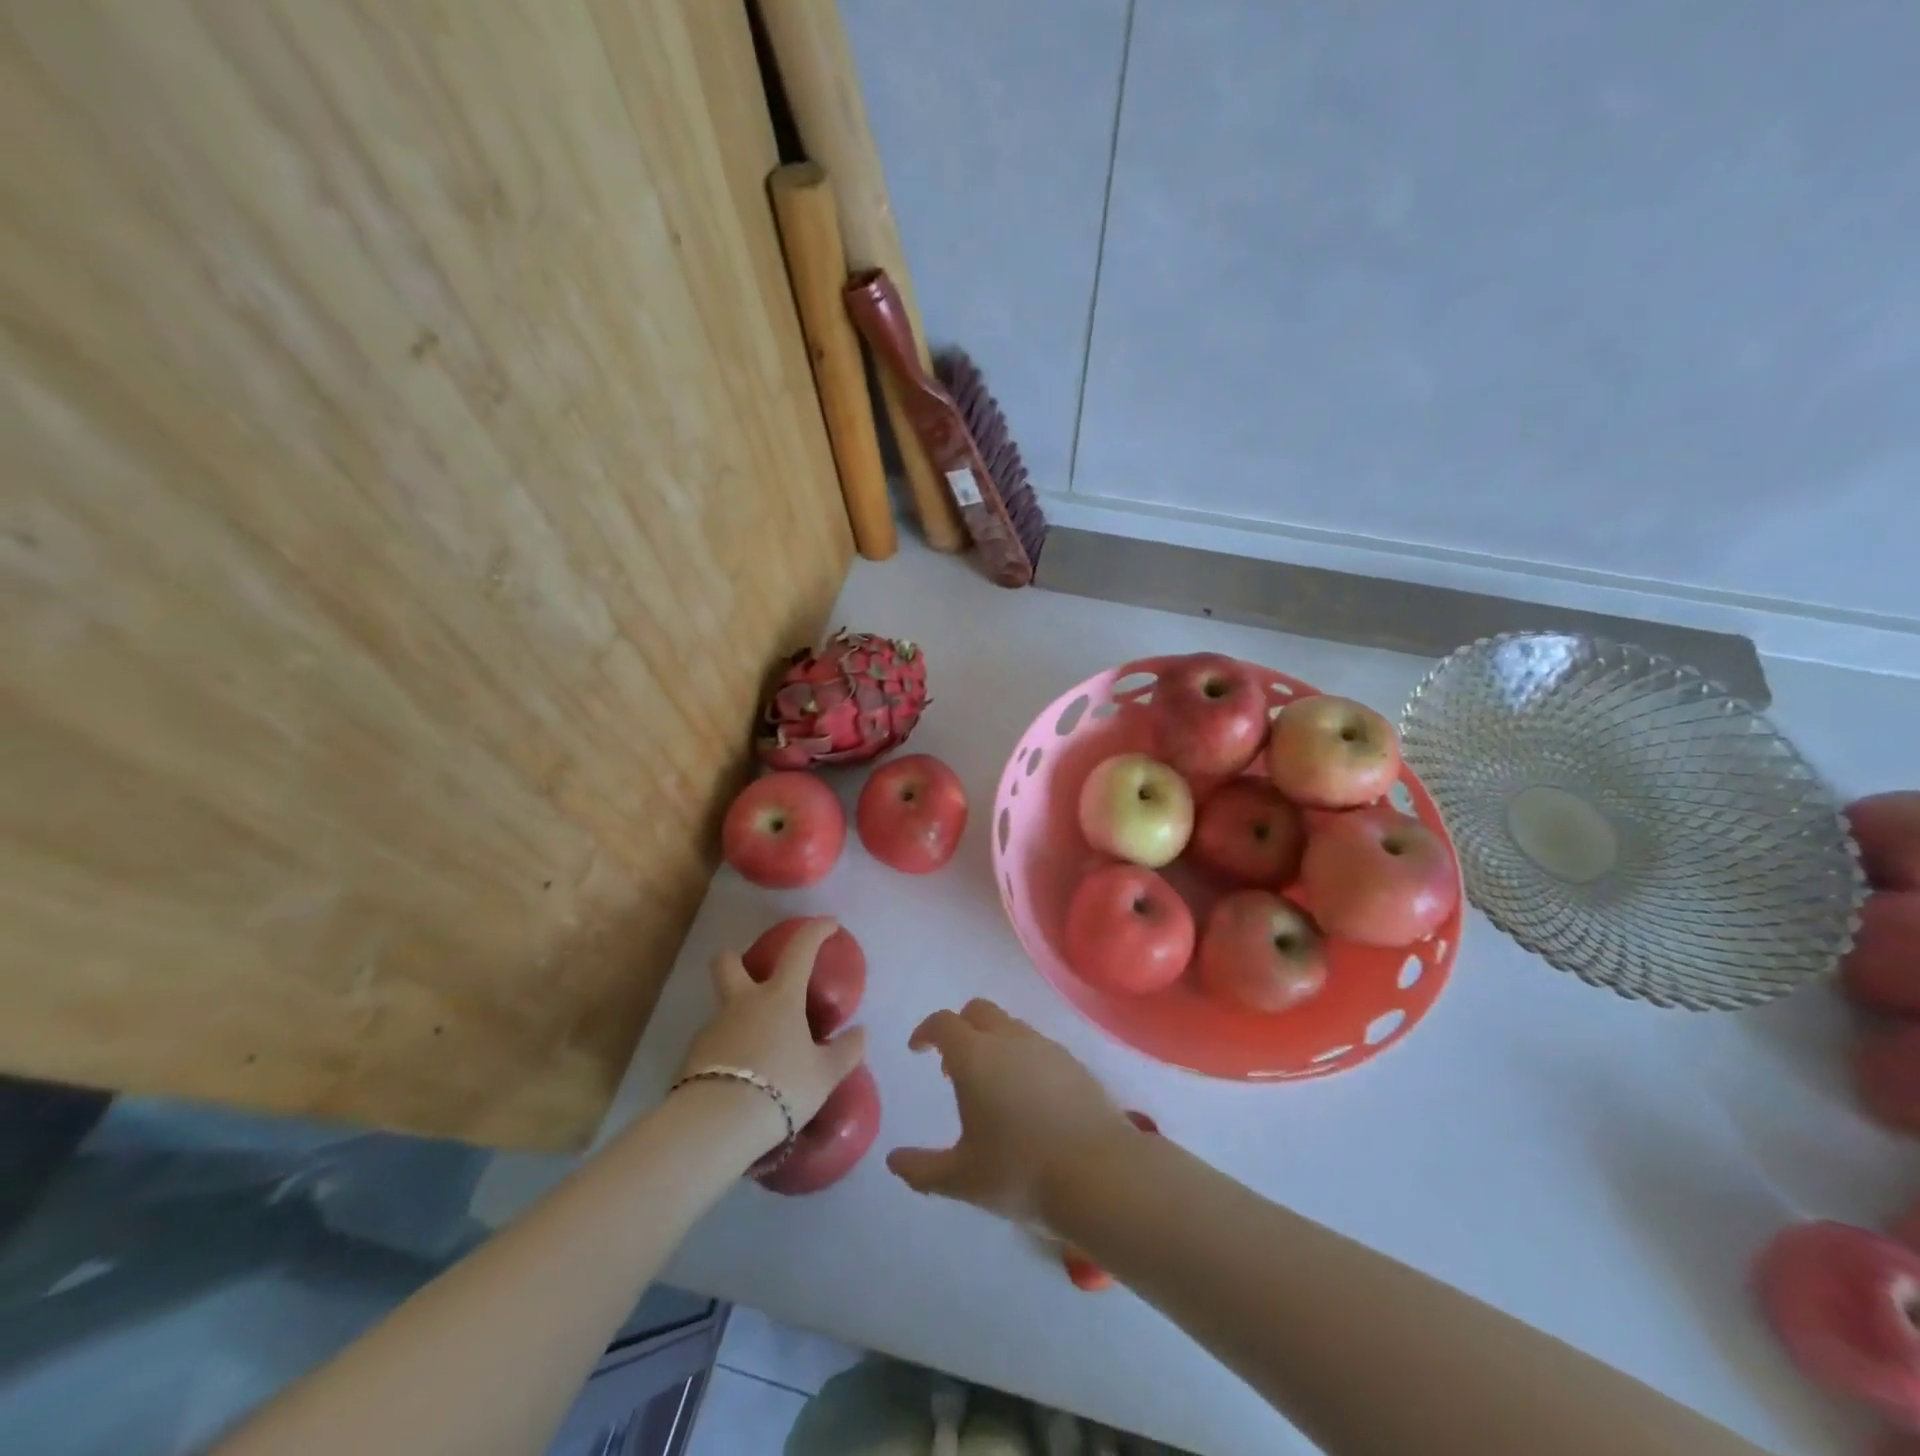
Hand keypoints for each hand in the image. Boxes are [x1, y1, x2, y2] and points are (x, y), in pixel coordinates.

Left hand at [675, 919, 866, 1151]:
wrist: (716, 1124)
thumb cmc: (781, 1087)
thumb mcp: (825, 1074)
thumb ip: (846, 1051)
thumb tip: (860, 1033)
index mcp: (779, 997)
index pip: (800, 949)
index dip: (816, 931)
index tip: (829, 924)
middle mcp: (742, 1003)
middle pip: (727, 963)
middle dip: (734, 959)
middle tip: (750, 974)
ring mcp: (712, 1028)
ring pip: (723, 1010)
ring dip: (738, 1020)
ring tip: (759, 1055)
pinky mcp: (692, 1058)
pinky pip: (715, 1046)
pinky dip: (728, 1054)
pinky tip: (741, 1080)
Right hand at [886, 999, 1136, 1228]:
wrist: (1099, 1174)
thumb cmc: (1020, 1173)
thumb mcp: (962, 1179)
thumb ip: (922, 1169)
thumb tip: (893, 1161)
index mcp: (975, 1057)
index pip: (943, 1023)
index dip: (926, 1031)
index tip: (918, 1050)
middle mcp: (1009, 1039)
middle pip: (978, 1011)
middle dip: (960, 1028)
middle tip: (953, 1067)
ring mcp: (1045, 1046)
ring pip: (1010, 1026)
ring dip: (992, 1042)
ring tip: (992, 1086)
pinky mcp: (1073, 1062)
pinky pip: (1038, 1046)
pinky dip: (1022, 1058)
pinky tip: (1028, 1098)